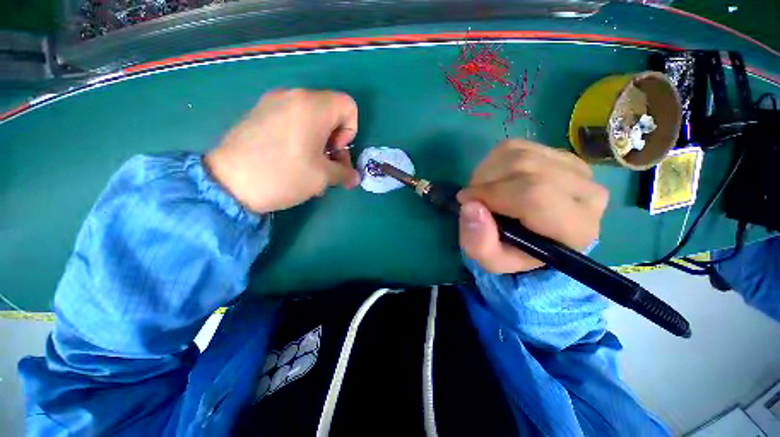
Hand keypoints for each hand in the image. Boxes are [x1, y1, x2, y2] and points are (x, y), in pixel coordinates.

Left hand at [204, 89, 360, 212]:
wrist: (228, 183)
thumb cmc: (284, 176)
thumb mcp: (323, 177)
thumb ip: (345, 173)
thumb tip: (355, 177)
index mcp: (313, 106)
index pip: (349, 106)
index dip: (350, 132)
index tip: (335, 152)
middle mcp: (293, 96)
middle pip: (330, 112)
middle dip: (334, 140)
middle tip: (325, 164)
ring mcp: (272, 102)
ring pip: (311, 118)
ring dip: (318, 141)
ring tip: (309, 166)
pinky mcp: (258, 112)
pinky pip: (291, 119)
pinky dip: (300, 137)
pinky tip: (291, 159)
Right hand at [457, 139, 608, 273]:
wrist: (533, 237)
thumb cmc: (514, 252)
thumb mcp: (492, 260)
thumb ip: (479, 243)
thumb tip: (470, 206)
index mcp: (575, 229)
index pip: (534, 195)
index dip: (492, 193)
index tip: (467, 202)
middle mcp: (587, 193)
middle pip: (526, 168)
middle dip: (486, 182)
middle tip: (472, 199)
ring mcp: (576, 168)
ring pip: (519, 154)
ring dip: (487, 172)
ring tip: (482, 191)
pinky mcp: (560, 154)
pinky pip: (517, 147)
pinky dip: (494, 162)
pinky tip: (494, 179)